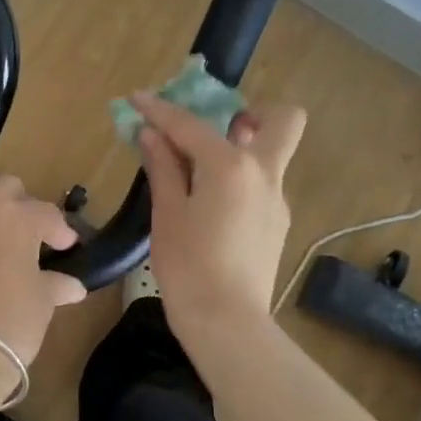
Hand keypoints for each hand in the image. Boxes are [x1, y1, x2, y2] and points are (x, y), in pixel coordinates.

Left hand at [0, 176, 87, 365]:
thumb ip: (57, 285)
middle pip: (3, 187)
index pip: (46, 213)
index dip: (60, 230)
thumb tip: (74, 287)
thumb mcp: (43, 303)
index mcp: (17, 219)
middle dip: (18, 204)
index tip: (65, 246)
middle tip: (24, 232)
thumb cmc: (12, 323)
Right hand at [133, 91, 306, 336]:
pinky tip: (211, 207)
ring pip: (272, 155)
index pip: (191, 125)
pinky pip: (262, 186)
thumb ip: (163, 168)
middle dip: (253, 112)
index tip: (138, 99)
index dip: (160, 109)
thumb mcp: (167, 214)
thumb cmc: (188, 266)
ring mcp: (277, 200)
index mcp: (231, 167)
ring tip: (200, 171)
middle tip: (215, 128)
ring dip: (243, 148)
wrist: (227, 322)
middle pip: (283, 120)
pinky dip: (240, 181)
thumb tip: (152, 135)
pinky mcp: (277, 224)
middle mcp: (265, 174)